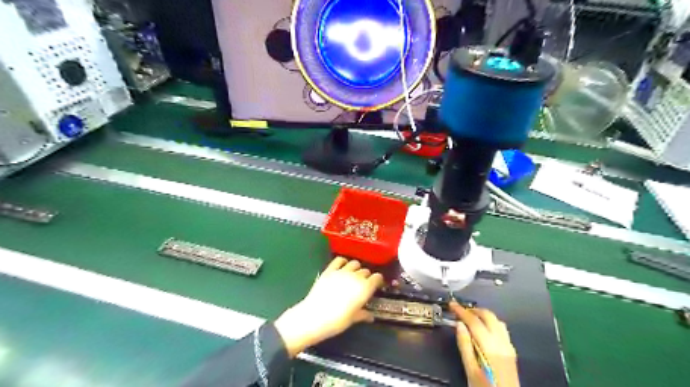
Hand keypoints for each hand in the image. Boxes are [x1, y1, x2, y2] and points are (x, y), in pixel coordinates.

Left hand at [274, 257, 382, 357]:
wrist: (314, 317)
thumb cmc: (336, 321)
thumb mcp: (353, 319)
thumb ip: (363, 314)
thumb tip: (370, 316)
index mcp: (365, 288)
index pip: (377, 278)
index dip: (377, 281)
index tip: (376, 286)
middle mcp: (356, 277)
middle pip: (366, 271)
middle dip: (366, 276)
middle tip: (363, 284)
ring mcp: (342, 271)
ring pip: (355, 263)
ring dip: (356, 268)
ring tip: (353, 275)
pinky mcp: (330, 270)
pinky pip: (339, 259)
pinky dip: (343, 262)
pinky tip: (342, 267)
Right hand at [452, 303, 520, 386]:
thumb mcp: (470, 370)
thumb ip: (464, 345)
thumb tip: (459, 325)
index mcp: (490, 346)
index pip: (474, 321)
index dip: (461, 311)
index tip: (452, 304)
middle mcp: (502, 342)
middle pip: (488, 316)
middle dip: (473, 310)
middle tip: (460, 311)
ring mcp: (509, 346)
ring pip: (497, 320)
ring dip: (483, 315)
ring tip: (471, 318)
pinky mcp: (512, 351)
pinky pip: (502, 329)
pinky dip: (491, 322)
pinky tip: (484, 329)